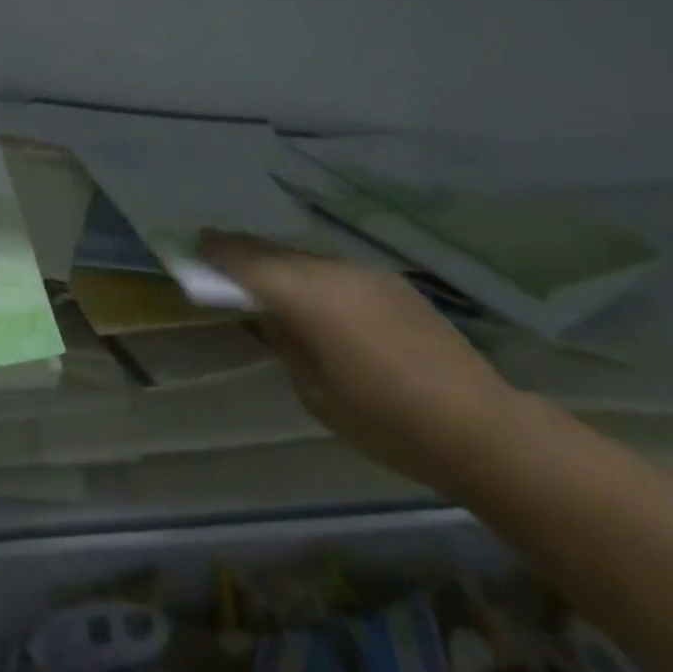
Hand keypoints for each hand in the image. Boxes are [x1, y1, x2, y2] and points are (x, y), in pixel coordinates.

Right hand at [198, 229, 517, 494]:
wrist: (479, 425)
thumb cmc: (385, 420)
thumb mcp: (315, 392)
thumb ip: (284, 342)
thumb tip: (267, 316)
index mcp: (307, 296)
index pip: (247, 263)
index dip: (217, 253)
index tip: (193, 246)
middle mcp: (331, 270)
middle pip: (274, 252)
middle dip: (242, 250)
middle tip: (214, 249)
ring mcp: (363, 271)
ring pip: (305, 257)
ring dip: (278, 262)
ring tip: (260, 274)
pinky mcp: (388, 281)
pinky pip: (333, 268)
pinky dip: (310, 273)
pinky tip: (313, 295)